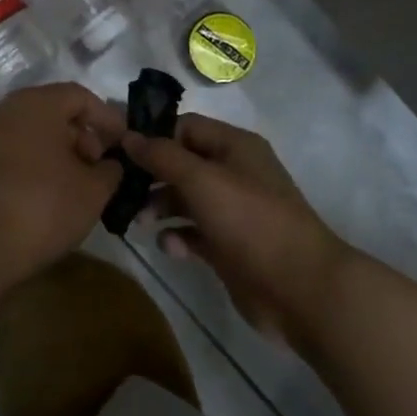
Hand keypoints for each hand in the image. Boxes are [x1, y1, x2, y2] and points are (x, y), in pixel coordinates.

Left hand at [0, 83, 125, 288]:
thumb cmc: (41, 206)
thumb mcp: (93, 191)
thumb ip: (110, 171)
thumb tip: (110, 165)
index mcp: (36, 104)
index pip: (80, 96)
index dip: (108, 118)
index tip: (124, 144)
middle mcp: (6, 111)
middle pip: (54, 113)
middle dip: (84, 137)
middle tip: (101, 168)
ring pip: (33, 135)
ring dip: (60, 155)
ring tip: (79, 187)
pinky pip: (14, 155)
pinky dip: (36, 167)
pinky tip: (50, 198)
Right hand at [123, 115, 352, 345]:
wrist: (299, 288)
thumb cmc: (250, 221)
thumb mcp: (202, 180)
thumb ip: (162, 156)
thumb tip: (128, 135)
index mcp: (234, 146)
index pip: (185, 127)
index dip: (152, 135)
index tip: (117, 149)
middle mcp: (234, 173)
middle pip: (182, 164)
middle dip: (151, 174)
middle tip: (119, 189)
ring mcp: (233, 212)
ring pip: (185, 199)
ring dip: (159, 206)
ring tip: (137, 221)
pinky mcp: (229, 247)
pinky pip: (194, 233)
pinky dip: (178, 237)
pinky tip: (169, 246)